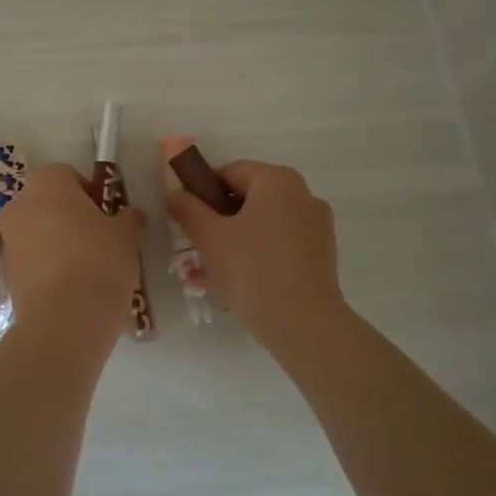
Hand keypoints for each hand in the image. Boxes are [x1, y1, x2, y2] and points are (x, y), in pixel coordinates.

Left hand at [0, 164, 145, 340]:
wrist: (65, 318)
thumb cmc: (99, 260)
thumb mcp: (126, 235)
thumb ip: (129, 218)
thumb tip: (132, 215)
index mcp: (47, 183)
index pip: (67, 174)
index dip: (89, 191)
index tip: (107, 214)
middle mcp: (20, 205)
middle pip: (48, 203)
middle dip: (69, 216)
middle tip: (99, 238)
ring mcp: (9, 240)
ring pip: (37, 232)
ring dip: (58, 242)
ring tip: (88, 267)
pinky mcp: (7, 274)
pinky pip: (32, 260)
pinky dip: (48, 267)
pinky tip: (72, 287)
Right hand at [165, 160, 344, 349]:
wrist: (303, 322)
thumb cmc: (252, 269)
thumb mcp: (209, 237)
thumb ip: (187, 209)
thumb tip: (173, 192)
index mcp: (277, 180)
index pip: (229, 173)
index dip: (202, 192)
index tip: (186, 219)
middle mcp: (302, 194)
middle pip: (248, 199)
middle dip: (217, 221)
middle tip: (195, 248)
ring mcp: (316, 225)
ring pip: (263, 225)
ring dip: (234, 241)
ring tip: (208, 273)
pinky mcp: (321, 254)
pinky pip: (279, 245)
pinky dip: (257, 256)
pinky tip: (235, 284)